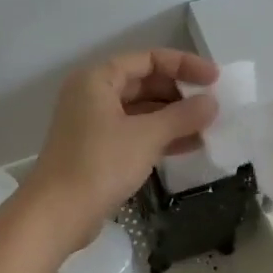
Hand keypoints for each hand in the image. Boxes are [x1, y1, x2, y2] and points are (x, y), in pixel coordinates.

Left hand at [26, 49, 218, 244]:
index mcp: (98, 79)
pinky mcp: (96, 150)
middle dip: (179, 94)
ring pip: (140, 111)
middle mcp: (92, 95)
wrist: (58, 213)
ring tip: (208, 128)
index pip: (148, 59)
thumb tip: (211, 103)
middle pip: (144, 83)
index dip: (184, 65)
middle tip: (213, 107)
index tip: (215, 79)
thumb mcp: (147, 136)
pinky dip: (159, 137)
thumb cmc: (100, 164)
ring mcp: (92, 124)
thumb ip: (182, 116)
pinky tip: (190, 146)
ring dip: (173, 118)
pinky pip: (134, 133)